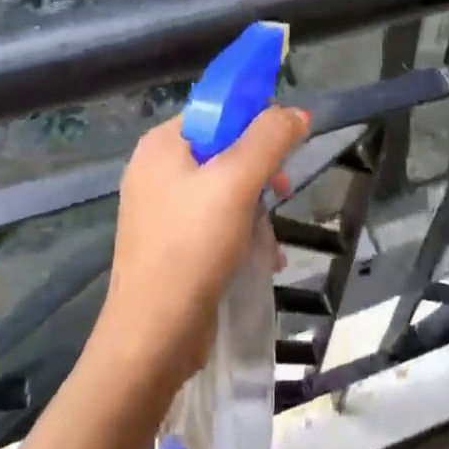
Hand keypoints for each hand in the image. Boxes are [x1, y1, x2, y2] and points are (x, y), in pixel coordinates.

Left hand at [92, 107, 308, 389]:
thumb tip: (295, 113)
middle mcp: (156, 169)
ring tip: (272, 238)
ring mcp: (160, 209)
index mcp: (162, 144)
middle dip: (259, 171)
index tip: (285, 144)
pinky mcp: (170, 244)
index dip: (255, 119)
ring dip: (255, 208)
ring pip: (223, 188)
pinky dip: (241, 232)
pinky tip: (262, 258)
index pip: (216, 110)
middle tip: (282, 191)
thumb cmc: (192, 248)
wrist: (152, 338)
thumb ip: (268, 140)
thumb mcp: (236, 183)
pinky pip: (214, 221)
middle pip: (222, 149)